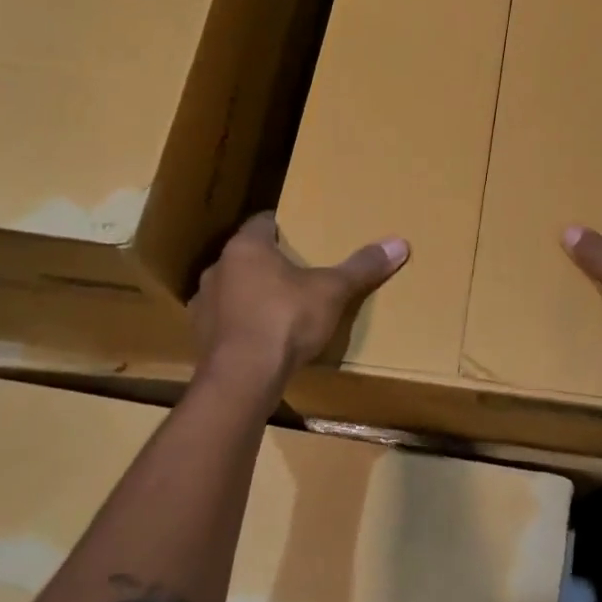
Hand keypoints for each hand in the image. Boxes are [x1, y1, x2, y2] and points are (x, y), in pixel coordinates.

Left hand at [190, 213, 407, 387]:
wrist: (242, 379)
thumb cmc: (286, 320)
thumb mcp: (332, 291)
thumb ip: (362, 267)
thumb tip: (400, 243)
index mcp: (246, 247)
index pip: (264, 222)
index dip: (285, 226)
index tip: (305, 234)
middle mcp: (218, 269)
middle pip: (248, 257)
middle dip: (271, 262)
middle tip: (301, 271)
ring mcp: (203, 305)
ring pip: (233, 289)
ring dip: (252, 294)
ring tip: (281, 306)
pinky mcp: (201, 338)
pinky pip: (225, 321)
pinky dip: (242, 324)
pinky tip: (262, 337)